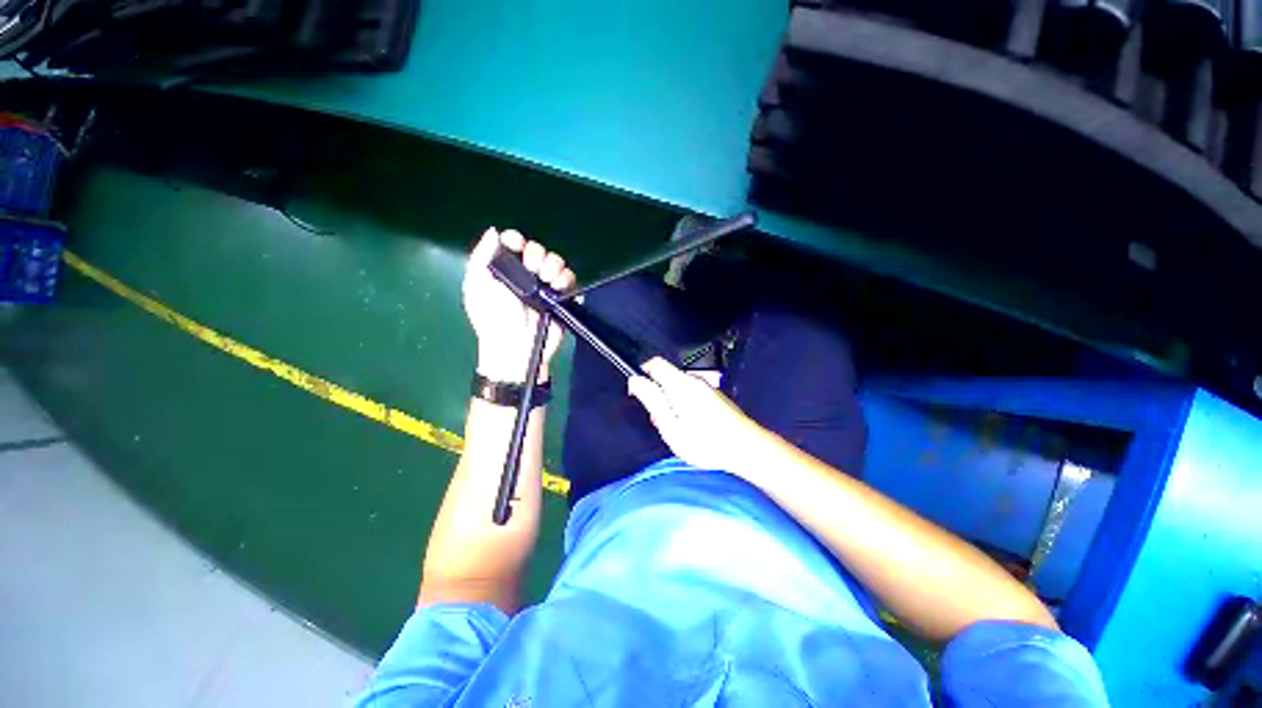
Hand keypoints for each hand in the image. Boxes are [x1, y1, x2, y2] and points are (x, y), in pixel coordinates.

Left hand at [463, 228, 575, 381]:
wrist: (516, 345)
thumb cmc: (493, 318)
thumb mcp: (476, 286)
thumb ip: (481, 256)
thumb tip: (493, 232)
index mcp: (505, 270)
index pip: (514, 244)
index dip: (517, 240)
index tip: (518, 246)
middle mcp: (526, 276)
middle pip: (538, 250)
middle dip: (537, 254)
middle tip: (533, 268)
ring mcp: (545, 287)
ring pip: (556, 262)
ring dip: (553, 266)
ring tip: (546, 279)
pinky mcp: (561, 298)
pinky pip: (570, 280)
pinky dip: (566, 278)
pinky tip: (556, 286)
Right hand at [628, 357, 763, 470]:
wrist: (747, 448)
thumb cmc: (705, 441)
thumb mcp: (670, 426)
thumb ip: (652, 400)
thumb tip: (635, 380)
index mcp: (680, 383)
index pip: (655, 363)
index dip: (642, 374)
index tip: (640, 395)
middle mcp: (694, 380)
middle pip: (667, 377)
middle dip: (658, 394)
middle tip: (661, 421)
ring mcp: (707, 387)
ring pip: (679, 387)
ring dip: (671, 402)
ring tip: (678, 428)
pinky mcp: (716, 396)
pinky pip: (692, 394)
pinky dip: (685, 406)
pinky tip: (693, 427)